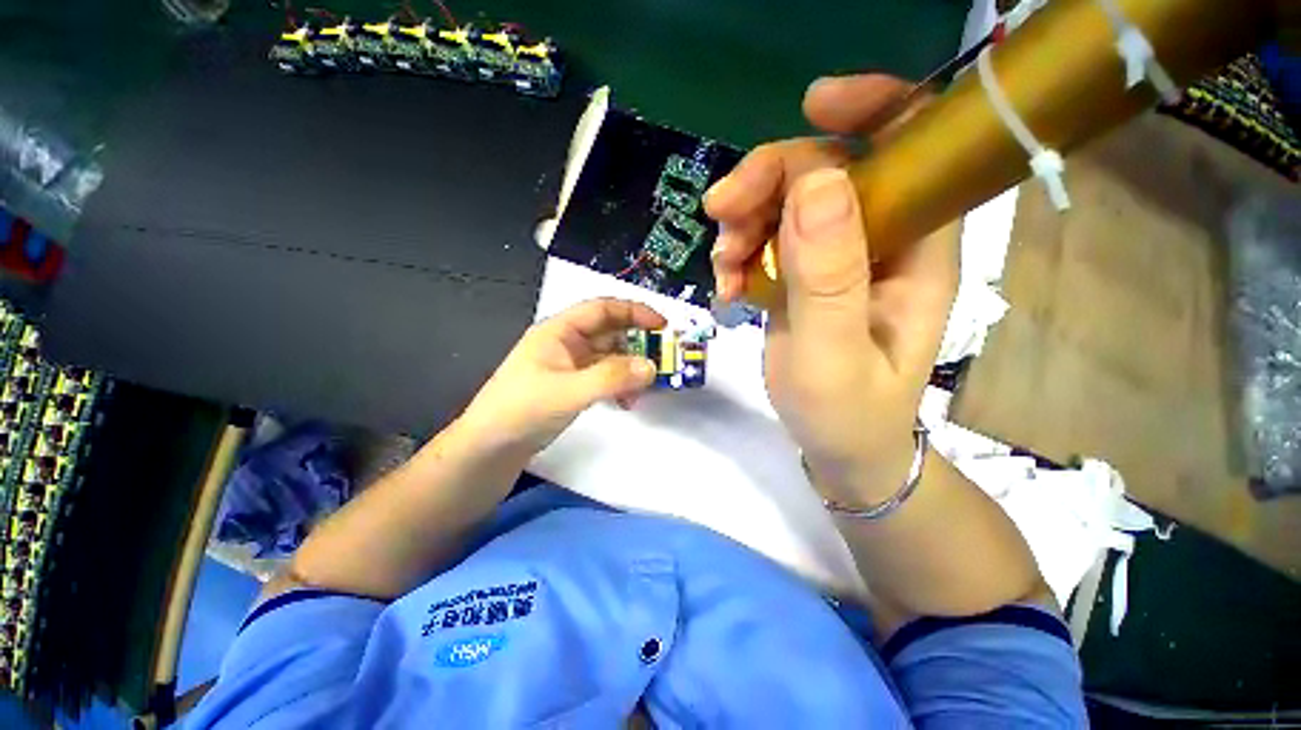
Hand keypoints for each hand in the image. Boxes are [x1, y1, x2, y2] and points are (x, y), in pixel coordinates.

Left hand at [461, 298, 665, 456]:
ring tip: (645, 388)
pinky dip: (619, 386)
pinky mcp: (571, 388)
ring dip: (630, 369)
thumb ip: (612, 378)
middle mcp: (566, 344)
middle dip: (637, 344)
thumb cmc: (522, 411)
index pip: (603, 309)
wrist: (488, 451)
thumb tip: (652, 367)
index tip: (663, 326)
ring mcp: (569, 367)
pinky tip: (626, 403)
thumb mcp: (569, 391)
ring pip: (609, 358)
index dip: (634, 312)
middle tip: (663, 360)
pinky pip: (604, 379)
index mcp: (559, 331)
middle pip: (610, 333)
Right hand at [705, 75, 957, 503]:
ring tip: (722, 269)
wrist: (839, 448)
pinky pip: (765, 239)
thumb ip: (828, 274)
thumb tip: (818, 182)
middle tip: (720, 216)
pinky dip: (737, 253)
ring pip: (785, 204)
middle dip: (768, 182)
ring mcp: (835, 258)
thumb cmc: (847, 412)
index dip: (870, 108)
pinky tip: (726, 286)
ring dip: (744, 224)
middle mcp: (880, 241)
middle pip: (826, 169)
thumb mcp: (833, 353)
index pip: (911, 147)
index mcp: (916, 250)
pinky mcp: (803, 276)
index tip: (809, 105)